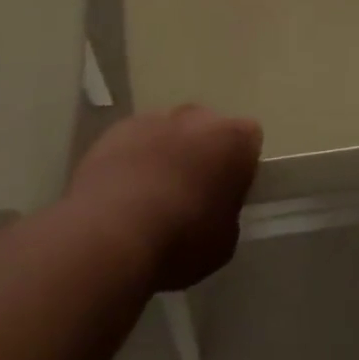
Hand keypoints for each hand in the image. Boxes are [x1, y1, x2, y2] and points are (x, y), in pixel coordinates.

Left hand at [68, 107, 261, 290]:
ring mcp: (154, 119)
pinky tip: (121, 194)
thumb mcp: (223, 242)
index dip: (241, 165)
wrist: (109, 235)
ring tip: (150, 197)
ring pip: (169, 132)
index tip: (229, 192)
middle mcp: (196, 117)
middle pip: (207, 128)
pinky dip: (133, 159)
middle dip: (203, 153)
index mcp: (232, 139)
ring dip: (166, 154)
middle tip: (191, 193)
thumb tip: (216, 206)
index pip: (249, 138)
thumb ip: (227, 212)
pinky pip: (134, 141)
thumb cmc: (179, 240)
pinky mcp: (117, 130)